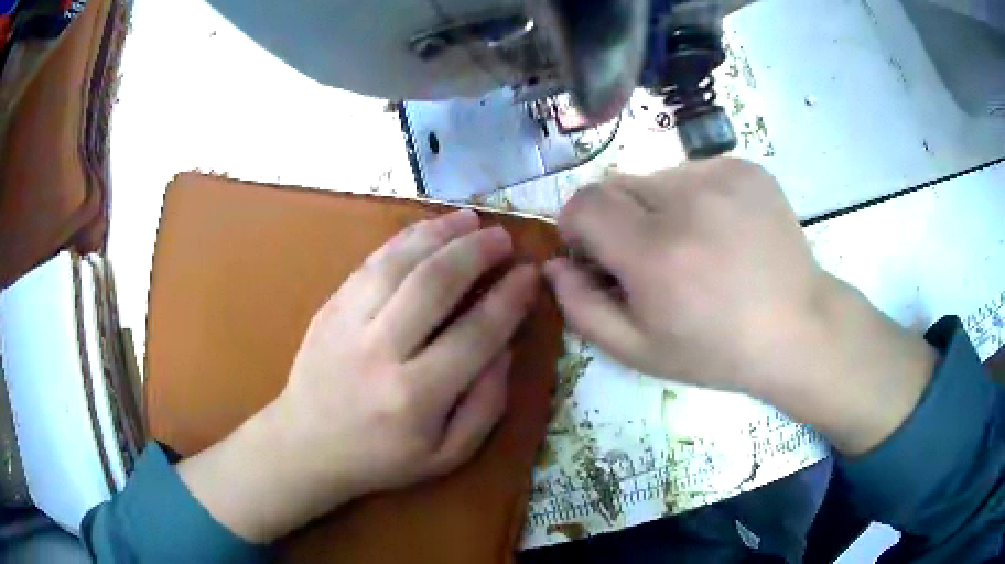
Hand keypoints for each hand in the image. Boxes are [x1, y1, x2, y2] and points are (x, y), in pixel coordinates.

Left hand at [179, 209, 539, 541]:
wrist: (306, 445)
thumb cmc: (381, 457)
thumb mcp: (448, 454)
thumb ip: (486, 405)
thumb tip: (505, 347)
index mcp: (416, 396)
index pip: (475, 334)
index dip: (509, 299)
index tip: (530, 274)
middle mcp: (381, 352)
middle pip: (434, 285)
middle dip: (476, 253)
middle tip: (503, 237)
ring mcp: (348, 323)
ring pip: (398, 263)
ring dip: (439, 234)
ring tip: (470, 220)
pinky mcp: (329, 307)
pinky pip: (370, 262)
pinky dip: (403, 240)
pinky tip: (427, 230)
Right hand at [545, 158, 820, 389]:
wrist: (798, 328)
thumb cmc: (717, 351)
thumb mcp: (639, 351)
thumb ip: (582, 309)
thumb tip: (554, 265)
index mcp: (655, 253)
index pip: (583, 203)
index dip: (578, 227)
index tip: (598, 254)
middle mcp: (686, 201)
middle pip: (616, 186)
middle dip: (618, 220)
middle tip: (652, 259)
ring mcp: (721, 177)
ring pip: (656, 178)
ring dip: (658, 208)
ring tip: (695, 247)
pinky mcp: (745, 168)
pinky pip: (694, 172)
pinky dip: (695, 198)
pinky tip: (722, 233)